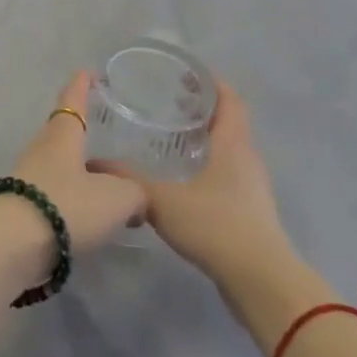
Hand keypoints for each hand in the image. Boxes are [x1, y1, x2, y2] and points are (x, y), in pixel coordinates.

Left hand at [8, 71, 146, 256]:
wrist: (14, 244)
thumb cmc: (67, 205)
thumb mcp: (117, 198)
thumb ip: (135, 193)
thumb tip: (136, 197)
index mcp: (62, 136)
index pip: (72, 101)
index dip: (82, 85)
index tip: (88, 72)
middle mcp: (42, 150)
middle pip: (62, 132)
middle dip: (80, 131)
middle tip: (103, 131)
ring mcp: (28, 178)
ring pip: (58, 165)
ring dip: (78, 169)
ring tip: (105, 181)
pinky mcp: (23, 207)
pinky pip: (54, 193)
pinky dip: (72, 198)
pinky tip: (88, 215)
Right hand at [93, 78, 299, 297]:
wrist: (261, 282)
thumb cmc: (215, 226)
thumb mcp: (162, 200)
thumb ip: (128, 180)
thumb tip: (94, 163)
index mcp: (232, 145)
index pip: (230, 100)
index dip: (211, 84)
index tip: (185, 74)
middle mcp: (247, 160)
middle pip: (229, 123)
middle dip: (202, 110)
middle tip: (168, 103)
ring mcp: (253, 188)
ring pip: (229, 151)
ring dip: (205, 140)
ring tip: (171, 139)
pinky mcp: (251, 213)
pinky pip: (228, 175)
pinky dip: (208, 166)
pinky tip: (183, 180)